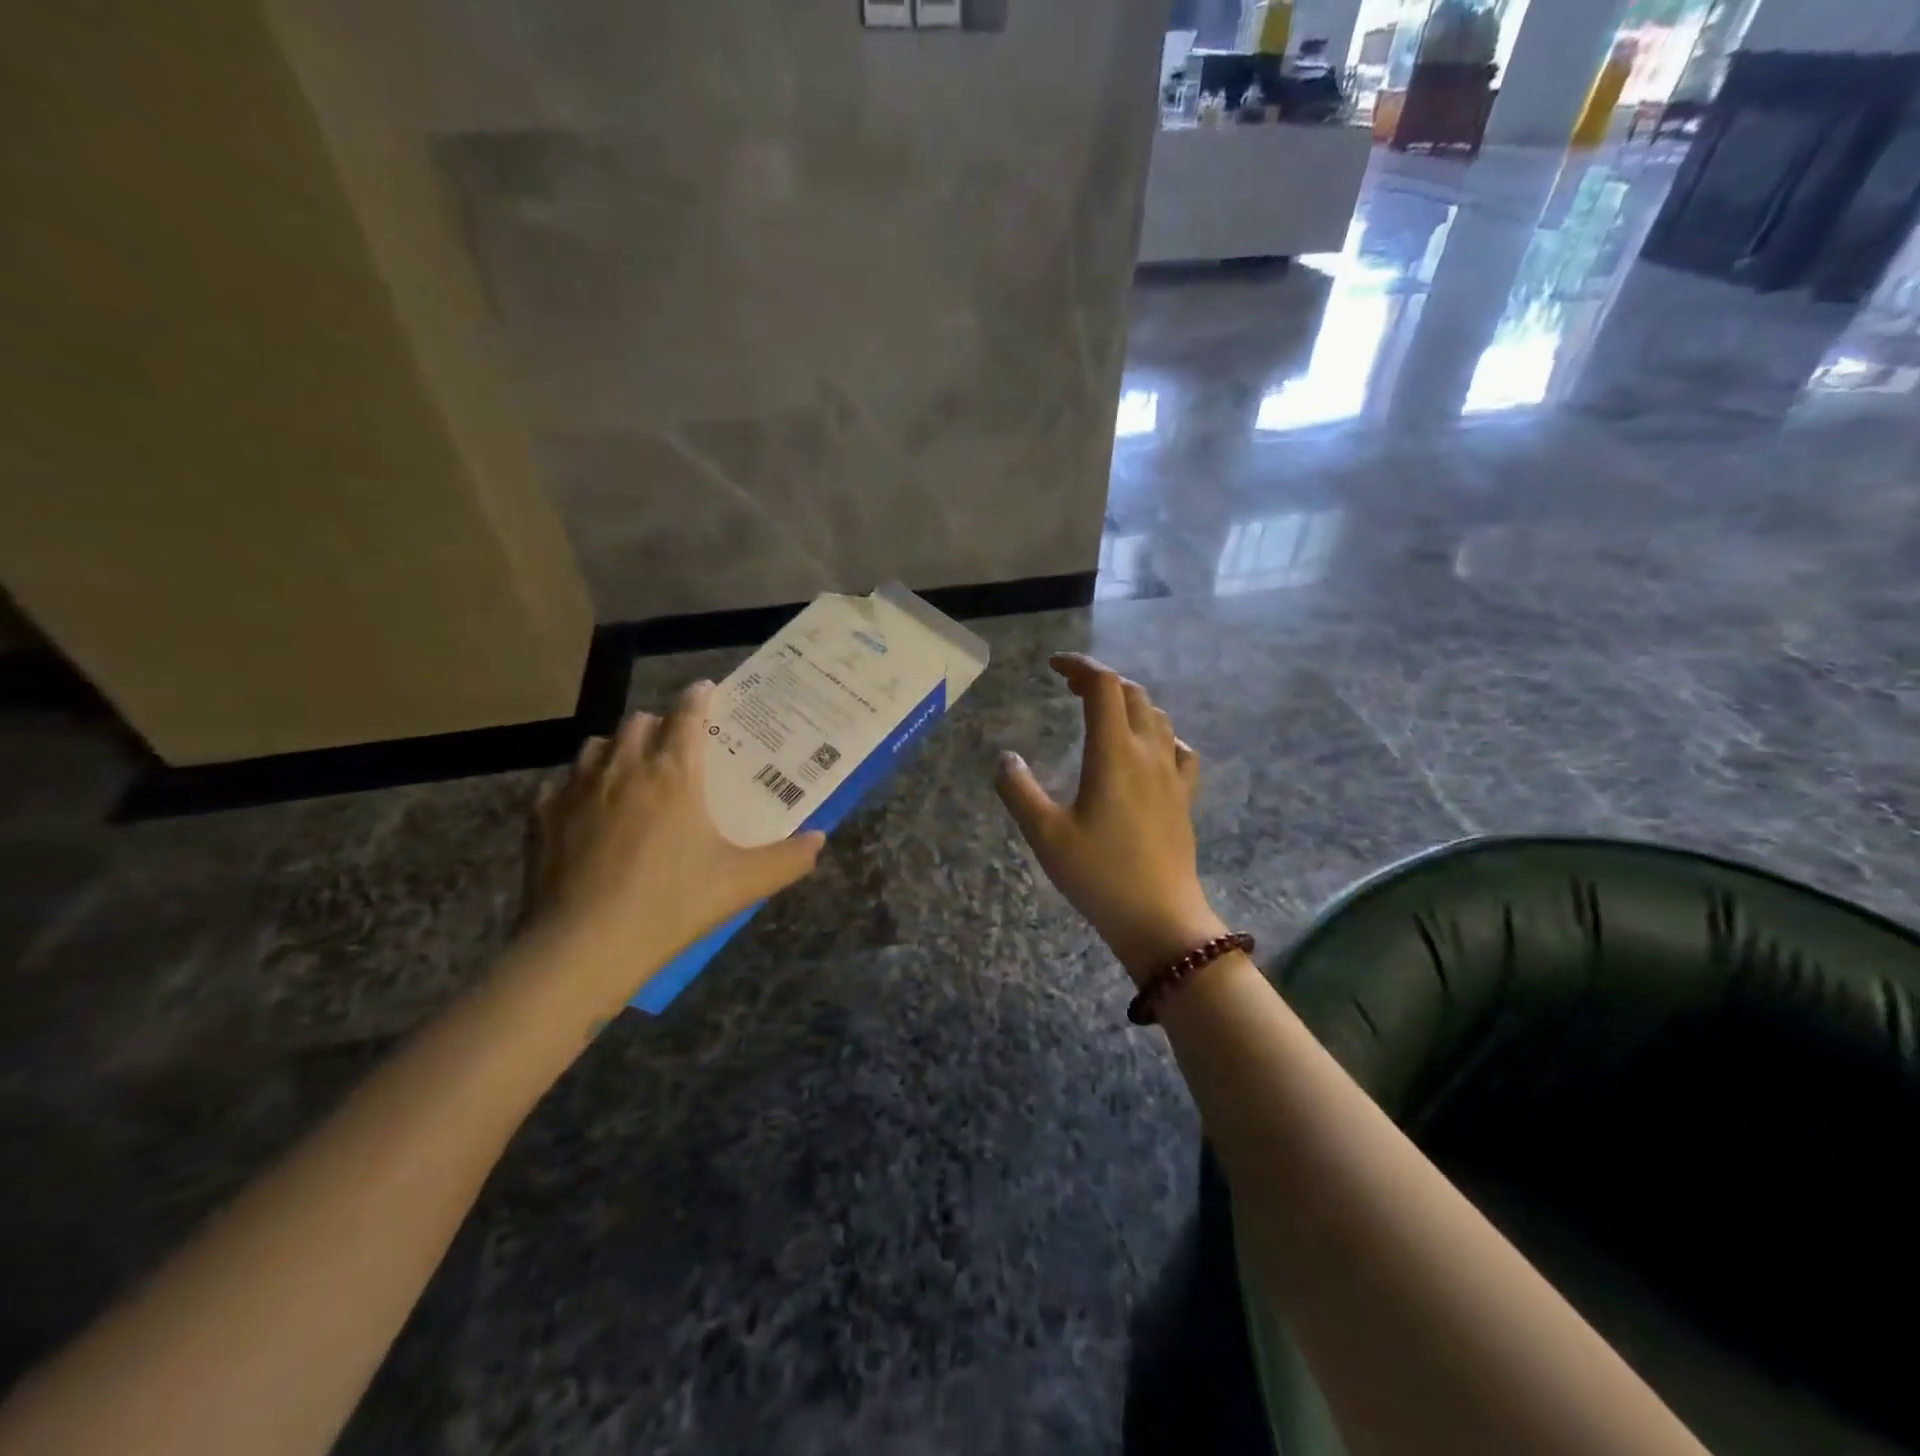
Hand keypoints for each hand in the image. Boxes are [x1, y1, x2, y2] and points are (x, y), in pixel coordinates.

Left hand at [521, 681, 824, 1008]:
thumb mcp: (742, 883)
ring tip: (630, 770)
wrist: (584, 946)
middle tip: (674, 745)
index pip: (687, 715)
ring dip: (617, 748)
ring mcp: (576, 789)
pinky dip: (578, 785)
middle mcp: (623, 767)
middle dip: (659, 724)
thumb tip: (821, 839)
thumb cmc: (672, 904)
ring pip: (597, 745)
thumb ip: (788, 859)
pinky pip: (561, 783)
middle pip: (639, 722)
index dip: (699, 697)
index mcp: (674, 772)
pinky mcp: (541, 816)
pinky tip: (587, 809)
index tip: (706, 690)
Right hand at [995, 654, 1224, 985]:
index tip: (1053, 667)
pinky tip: (1147, 750)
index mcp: (1113, 753)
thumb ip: (1019, 791)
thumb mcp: (1045, 835)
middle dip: (1100, 680)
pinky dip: (1158, 734)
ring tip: (1102, 713)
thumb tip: (1005, 758)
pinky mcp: (1184, 797)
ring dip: (1129, 702)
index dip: (1079, 666)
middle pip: (1132, 694)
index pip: (1103, 686)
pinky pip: (1178, 748)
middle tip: (1069, 687)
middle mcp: (1148, 753)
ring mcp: (1172, 774)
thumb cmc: (1099, 876)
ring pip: (1157, 716)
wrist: (1161, 919)